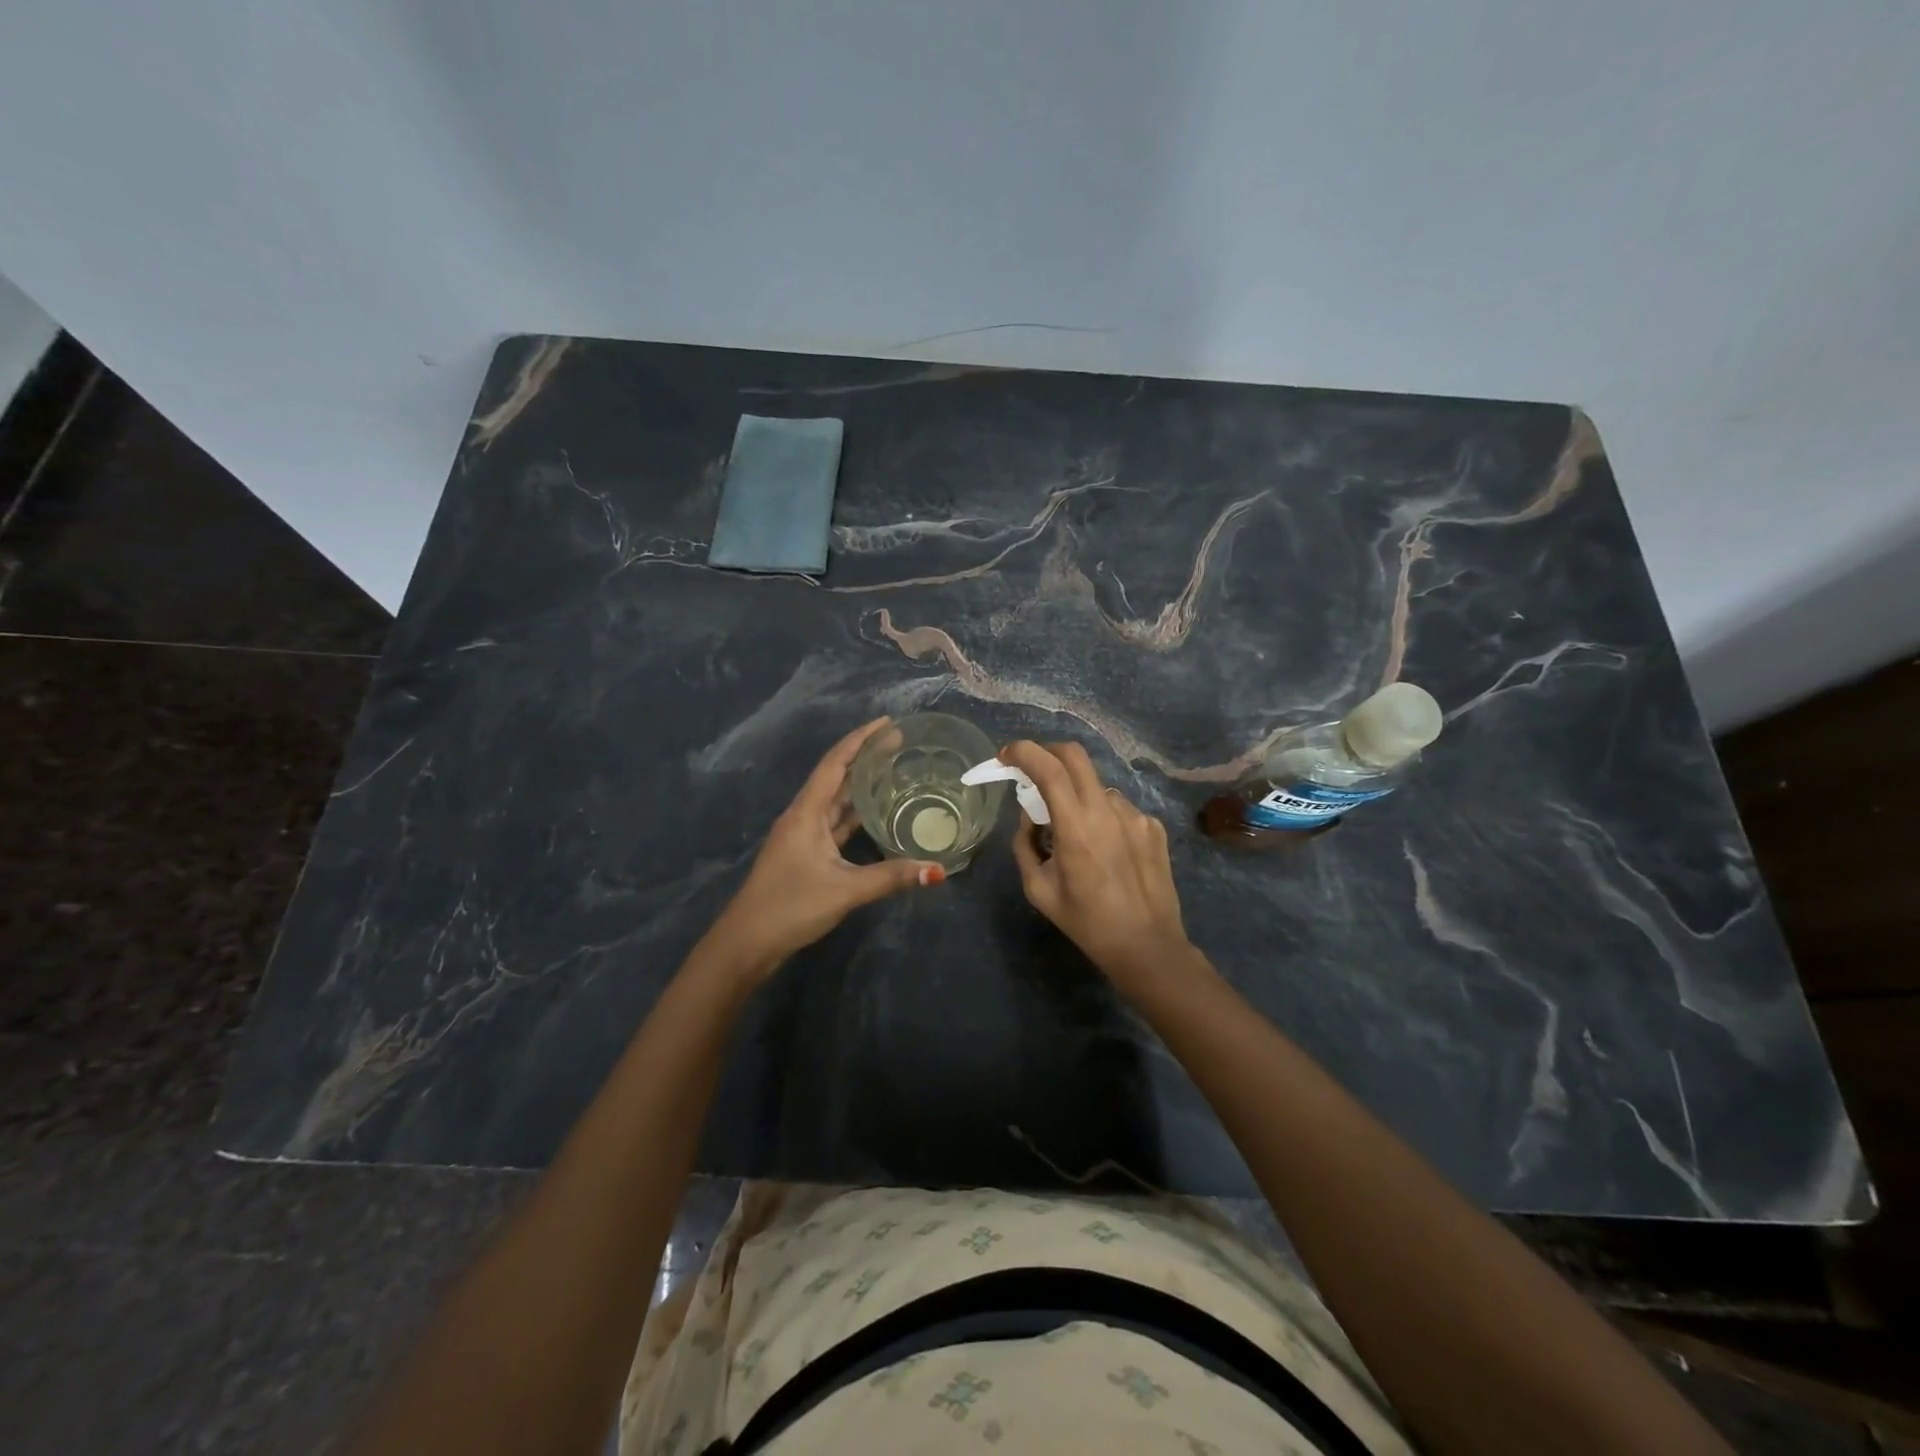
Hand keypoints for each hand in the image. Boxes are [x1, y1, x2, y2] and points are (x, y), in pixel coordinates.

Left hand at [707, 717, 942, 981]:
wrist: (747, 941)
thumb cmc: (790, 906)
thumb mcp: (845, 890)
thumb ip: (891, 877)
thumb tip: (938, 870)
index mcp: (807, 812)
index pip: (835, 764)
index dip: (861, 740)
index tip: (888, 723)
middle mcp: (804, 816)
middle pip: (837, 777)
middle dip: (866, 757)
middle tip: (900, 743)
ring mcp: (804, 835)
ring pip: (836, 801)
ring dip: (861, 784)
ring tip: (894, 769)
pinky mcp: (806, 854)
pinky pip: (836, 824)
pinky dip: (856, 814)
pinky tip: (877, 813)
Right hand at [1002, 741, 1192, 987]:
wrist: (1147, 946)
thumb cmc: (1086, 922)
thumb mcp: (1038, 889)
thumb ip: (1025, 844)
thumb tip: (1030, 815)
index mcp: (1076, 827)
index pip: (1048, 769)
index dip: (1023, 752)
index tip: (1006, 756)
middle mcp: (1108, 811)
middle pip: (1075, 756)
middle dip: (1048, 753)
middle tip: (1033, 772)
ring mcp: (1135, 815)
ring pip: (1097, 787)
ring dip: (1078, 797)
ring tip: (1077, 834)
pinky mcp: (1153, 826)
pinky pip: (1119, 808)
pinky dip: (1103, 817)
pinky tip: (1106, 850)